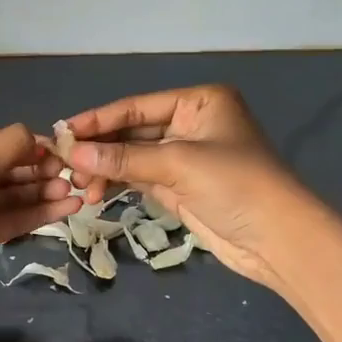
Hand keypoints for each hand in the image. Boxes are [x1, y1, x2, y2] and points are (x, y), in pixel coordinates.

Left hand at [0, 124, 78, 341]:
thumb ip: (6, 148)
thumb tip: (32, 134)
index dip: (23, 144)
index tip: (58, 150)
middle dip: (35, 170)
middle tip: (72, 173)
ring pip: (6, 196)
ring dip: (39, 193)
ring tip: (75, 192)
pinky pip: (7, 220)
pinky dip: (34, 214)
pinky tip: (65, 209)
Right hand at [63, 85, 310, 288]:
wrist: (278, 240)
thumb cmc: (236, 184)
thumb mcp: (178, 164)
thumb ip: (124, 158)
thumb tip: (71, 151)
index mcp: (199, 102)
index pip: (137, 106)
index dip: (99, 119)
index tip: (62, 131)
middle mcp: (191, 123)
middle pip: (132, 131)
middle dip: (99, 147)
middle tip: (63, 164)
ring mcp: (185, 156)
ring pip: (132, 156)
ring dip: (105, 168)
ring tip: (78, 183)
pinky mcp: (180, 185)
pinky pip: (139, 176)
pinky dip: (117, 182)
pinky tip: (95, 191)